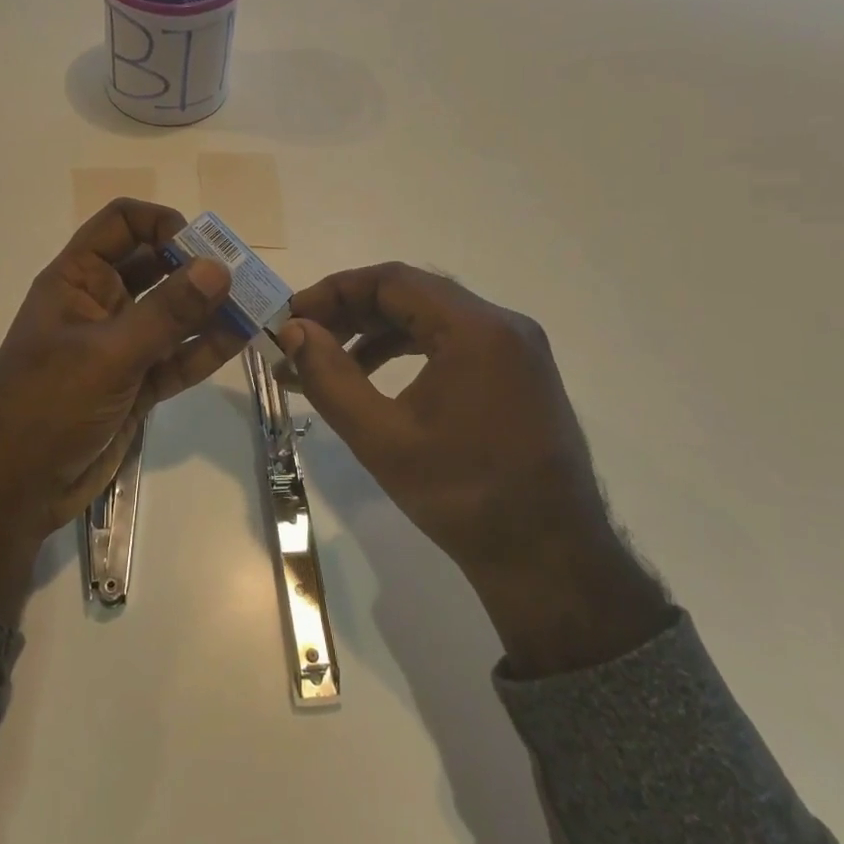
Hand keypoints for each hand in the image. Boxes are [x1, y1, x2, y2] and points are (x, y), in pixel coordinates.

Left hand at [0, 200, 246, 621]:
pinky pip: (178, 357)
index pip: (121, 225)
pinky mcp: (138, 384)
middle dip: (196, 266)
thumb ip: (166, 313)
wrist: (16, 489)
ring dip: (209, 308)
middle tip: (241, 274)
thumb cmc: (46, 406)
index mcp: (77, 280)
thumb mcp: (107, 354)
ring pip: (172, 314)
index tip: (199, 247)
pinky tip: (241, 336)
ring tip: (254, 303)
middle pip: (155, 266)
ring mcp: (121, 345)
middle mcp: (101, 304)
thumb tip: (218, 268)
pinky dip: (206, 347)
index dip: (161, 224)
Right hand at [278, 263, 672, 676]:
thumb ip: (330, 377)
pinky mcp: (519, 374)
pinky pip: (453, 341)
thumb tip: (293, 332)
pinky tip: (373, 377)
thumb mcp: (382, 438)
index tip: (292, 318)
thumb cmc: (463, 497)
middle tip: (302, 338)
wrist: (551, 562)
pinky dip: (408, 349)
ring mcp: (517, 349)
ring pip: (431, 316)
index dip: (334, 292)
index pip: (392, 281)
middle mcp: (503, 325)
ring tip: (328, 359)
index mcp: (477, 330)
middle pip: (413, 294)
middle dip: (351, 311)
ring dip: (376, 331)